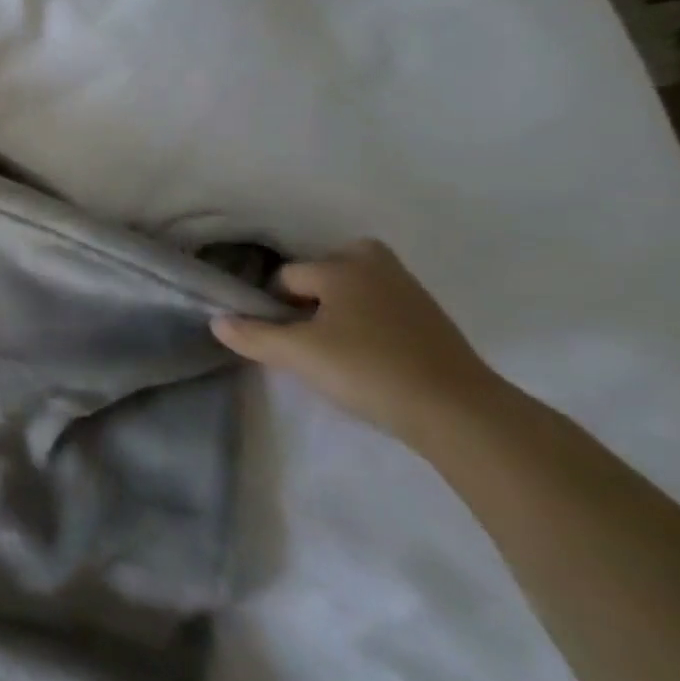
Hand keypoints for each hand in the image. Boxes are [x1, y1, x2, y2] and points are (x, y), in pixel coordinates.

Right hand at [211, 240, 504, 447]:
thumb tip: (217, 322)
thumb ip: (253, 336)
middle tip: (310, 332)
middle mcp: (376, 266)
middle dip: (313, 294)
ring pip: (357, 288)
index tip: (281, 337)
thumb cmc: (369, 370)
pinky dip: (372, 323)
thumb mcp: (298, 355)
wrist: (462, 414)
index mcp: (341, 265)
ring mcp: (411, 291)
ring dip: (342, 309)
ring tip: (338, 348)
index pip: (287, 276)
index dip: (275, 305)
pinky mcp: (435, 321)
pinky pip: (384, 307)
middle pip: (326, 270)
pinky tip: (371, 358)